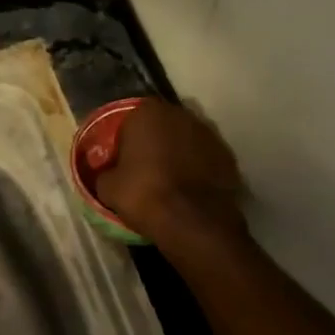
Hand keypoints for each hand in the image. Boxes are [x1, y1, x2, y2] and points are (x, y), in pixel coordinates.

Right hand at [95, 99, 246, 245]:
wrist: (193, 221)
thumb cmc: (144, 195)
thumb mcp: (108, 187)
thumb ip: (106, 172)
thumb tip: (108, 174)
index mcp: (147, 112)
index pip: (129, 121)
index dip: (124, 141)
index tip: (120, 161)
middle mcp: (181, 113)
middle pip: (161, 126)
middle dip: (153, 143)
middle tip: (143, 169)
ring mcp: (209, 133)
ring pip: (185, 141)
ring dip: (177, 155)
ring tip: (168, 181)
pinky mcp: (228, 155)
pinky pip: (204, 159)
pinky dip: (197, 169)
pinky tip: (188, 190)